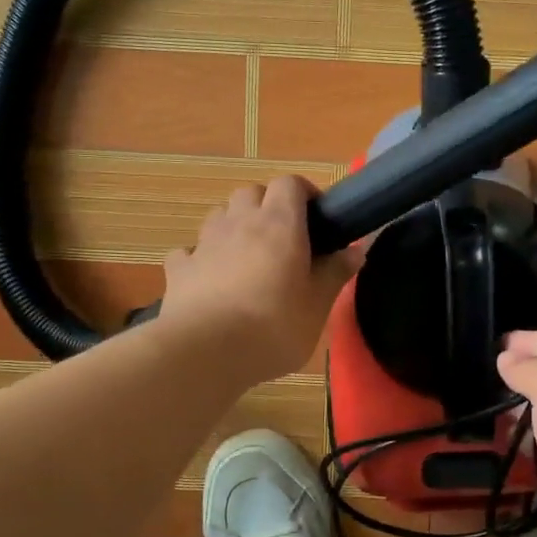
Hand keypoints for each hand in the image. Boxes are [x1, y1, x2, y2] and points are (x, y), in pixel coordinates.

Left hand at [158, 175, 359, 385]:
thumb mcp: (318, 305)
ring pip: (219, 215)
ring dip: (234, 225)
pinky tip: (210, 279)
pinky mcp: (179, 269)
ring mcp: (205, 243)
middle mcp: (240, 222)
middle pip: (251, 192)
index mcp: (279, 224)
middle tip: (284, 238)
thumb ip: (336, 273)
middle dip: (267, 205)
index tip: (316, 218)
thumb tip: (357, 248)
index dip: (303, 193)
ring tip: (247, 256)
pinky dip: (201, 258)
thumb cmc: (274, 326)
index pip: (290, 183)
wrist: (206, 352)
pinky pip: (190, 251)